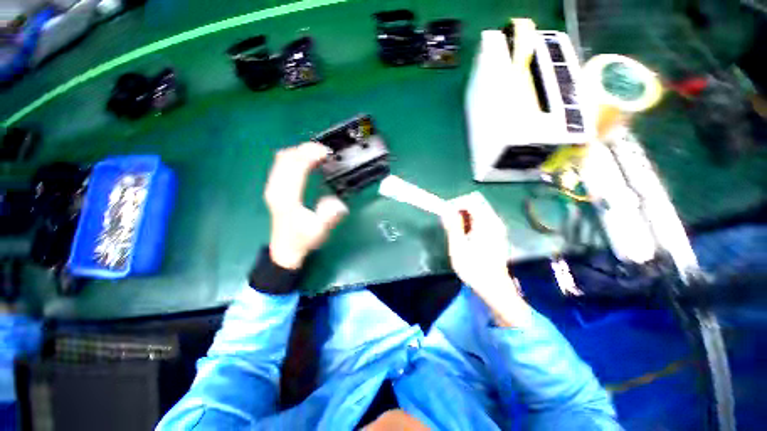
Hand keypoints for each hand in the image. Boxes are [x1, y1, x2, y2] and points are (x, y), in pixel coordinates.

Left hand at [264, 142, 347, 269]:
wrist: (286, 249)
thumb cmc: (303, 239)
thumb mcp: (319, 231)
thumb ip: (328, 216)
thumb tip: (336, 201)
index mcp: (287, 197)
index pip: (296, 167)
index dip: (309, 155)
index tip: (326, 152)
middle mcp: (277, 188)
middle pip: (287, 158)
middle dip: (305, 149)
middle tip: (325, 151)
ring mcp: (273, 187)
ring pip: (282, 159)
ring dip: (300, 152)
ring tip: (318, 154)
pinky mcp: (274, 188)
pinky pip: (281, 164)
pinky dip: (294, 157)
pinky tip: (304, 160)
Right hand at [441, 194, 530, 326]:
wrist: (494, 288)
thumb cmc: (474, 268)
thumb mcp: (458, 247)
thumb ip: (453, 226)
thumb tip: (447, 211)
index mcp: (486, 223)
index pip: (471, 201)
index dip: (455, 204)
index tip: (445, 214)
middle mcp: (494, 222)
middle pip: (476, 204)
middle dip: (459, 210)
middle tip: (448, 223)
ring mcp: (497, 228)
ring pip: (478, 212)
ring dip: (464, 217)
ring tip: (454, 230)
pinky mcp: (496, 235)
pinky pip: (482, 220)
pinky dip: (470, 223)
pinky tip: (464, 236)